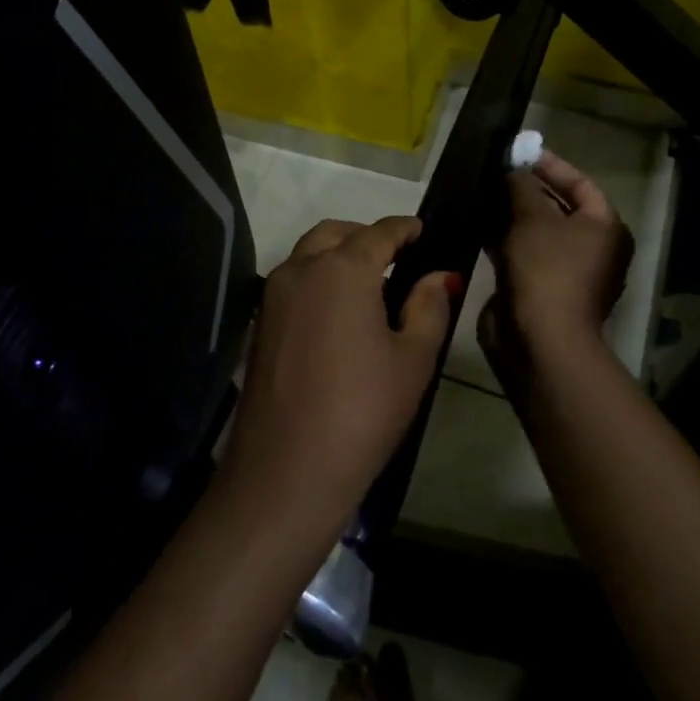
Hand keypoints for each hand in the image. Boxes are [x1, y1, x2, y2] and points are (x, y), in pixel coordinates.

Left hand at [221, 217, 456, 535]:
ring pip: (309, 254)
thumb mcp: (413, 359)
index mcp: (342, 269)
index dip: (405, 228)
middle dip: (367, 236)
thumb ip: (428, 306)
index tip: (423, 230)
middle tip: (397, 257)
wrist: (286, 472)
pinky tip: (340, 312)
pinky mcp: (260, 323)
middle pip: (337, 234)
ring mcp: (273, 295)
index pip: (379, 232)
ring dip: (339, 254)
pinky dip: (318, 278)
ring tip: (371, 284)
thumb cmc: (363, 411)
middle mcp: (301, 269)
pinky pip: (294, 281)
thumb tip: (438, 275)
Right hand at [479, 153, 632, 386]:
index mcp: (604, 228)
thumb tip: (510, 168)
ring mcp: (563, 271)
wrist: (540, 341)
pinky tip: (473, 224)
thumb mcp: (532, 217)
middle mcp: (590, 249)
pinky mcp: (537, 289)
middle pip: (557, 207)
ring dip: (508, 214)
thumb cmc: (546, 269)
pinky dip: (500, 239)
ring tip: (478, 192)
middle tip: (493, 171)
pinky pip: (519, 254)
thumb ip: (520, 186)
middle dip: (524, 189)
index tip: (518, 152)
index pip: (580, 183)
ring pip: (534, 232)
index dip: (550, 165)